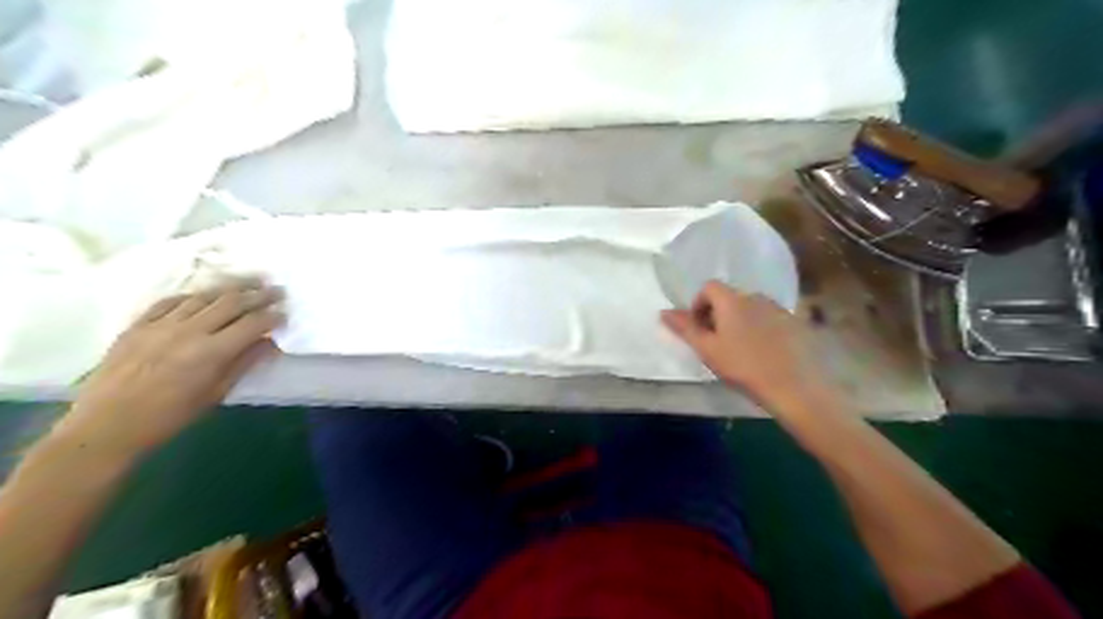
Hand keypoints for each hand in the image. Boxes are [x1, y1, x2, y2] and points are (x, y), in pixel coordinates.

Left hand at [59, 278, 283, 455]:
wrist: (106, 426)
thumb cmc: (169, 416)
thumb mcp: (215, 394)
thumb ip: (244, 363)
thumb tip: (268, 342)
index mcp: (212, 352)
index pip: (252, 323)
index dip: (273, 316)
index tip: (286, 313)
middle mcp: (189, 331)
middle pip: (232, 302)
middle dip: (259, 294)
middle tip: (277, 289)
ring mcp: (161, 325)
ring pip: (203, 296)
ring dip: (230, 288)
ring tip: (248, 282)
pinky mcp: (138, 325)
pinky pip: (169, 301)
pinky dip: (192, 296)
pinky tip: (203, 295)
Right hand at [664, 283, 835, 413]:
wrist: (796, 387)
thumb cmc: (744, 367)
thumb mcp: (707, 350)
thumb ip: (685, 328)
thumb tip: (664, 311)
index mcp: (732, 300)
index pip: (709, 287)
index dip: (699, 304)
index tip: (699, 329)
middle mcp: (757, 297)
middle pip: (730, 298)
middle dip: (718, 315)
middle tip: (716, 343)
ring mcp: (780, 309)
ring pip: (751, 309)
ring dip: (740, 322)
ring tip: (741, 350)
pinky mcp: (797, 324)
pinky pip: (771, 320)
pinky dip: (761, 330)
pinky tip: (764, 354)